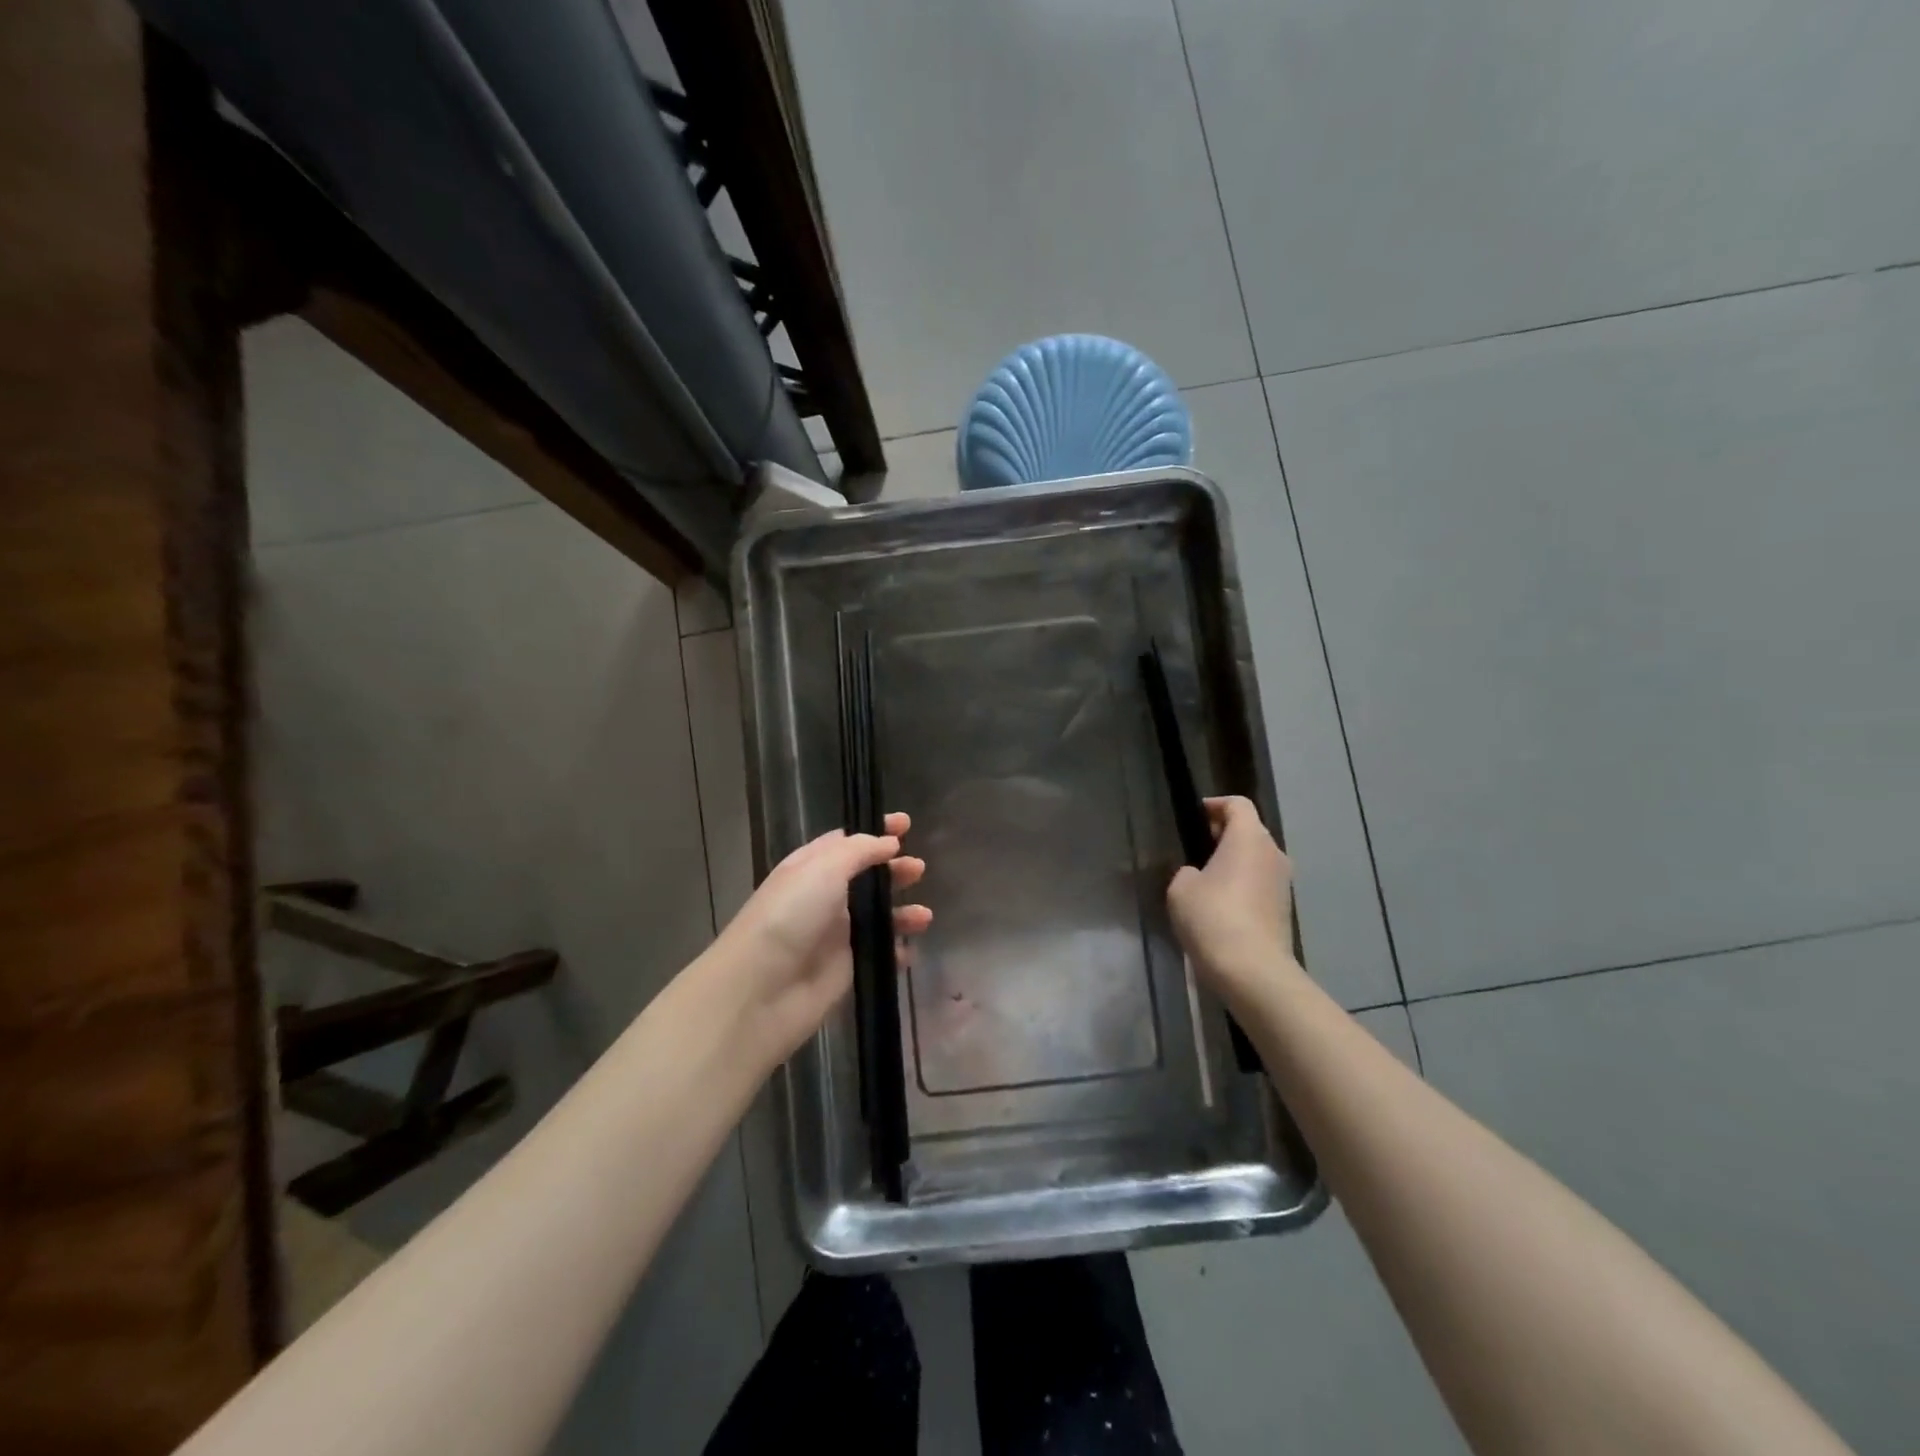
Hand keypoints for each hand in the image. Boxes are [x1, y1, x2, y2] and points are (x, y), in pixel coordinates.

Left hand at [711, 812, 929, 1064]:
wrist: (761, 990)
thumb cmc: (791, 916)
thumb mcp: (823, 869)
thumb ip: (860, 851)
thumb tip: (888, 842)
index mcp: (811, 867)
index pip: (847, 842)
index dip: (876, 832)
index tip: (906, 825)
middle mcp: (824, 897)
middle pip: (867, 878)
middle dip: (894, 870)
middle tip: (918, 869)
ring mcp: (836, 935)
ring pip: (878, 916)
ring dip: (903, 913)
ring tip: (923, 916)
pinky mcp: (847, 969)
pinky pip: (880, 954)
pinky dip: (897, 951)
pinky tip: (909, 949)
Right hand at [1166, 796, 1296, 1001]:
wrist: (1252, 970)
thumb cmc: (1213, 917)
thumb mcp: (1181, 888)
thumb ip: (1188, 872)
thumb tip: (1199, 876)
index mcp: (1249, 837)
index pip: (1237, 804)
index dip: (1215, 805)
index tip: (1194, 817)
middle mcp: (1273, 853)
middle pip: (1250, 830)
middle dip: (1224, 834)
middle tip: (1196, 847)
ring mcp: (1283, 883)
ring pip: (1256, 859)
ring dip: (1234, 862)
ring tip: (1205, 879)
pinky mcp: (1284, 909)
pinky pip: (1260, 884)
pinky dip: (1242, 885)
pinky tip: (1220, 905)